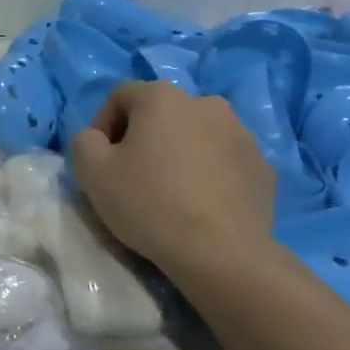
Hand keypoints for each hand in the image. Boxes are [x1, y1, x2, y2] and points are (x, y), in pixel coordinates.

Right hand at [70, 81, 274, 272]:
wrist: (220, 252)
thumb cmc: (148, 203)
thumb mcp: (91, 172)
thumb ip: (85, 142)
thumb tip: (97, 138)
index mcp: (163, 97)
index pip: (121, 97)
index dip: (104, 126)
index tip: (102, 161)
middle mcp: (206, 103)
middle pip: (163, 115)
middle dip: (145, 139)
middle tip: (134, 177)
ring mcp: (242, 134)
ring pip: (197, 137)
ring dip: (180, 154)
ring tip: (171, 193)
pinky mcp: (264, 167)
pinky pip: (225, 162)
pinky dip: (210, 175)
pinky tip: (201, 206)